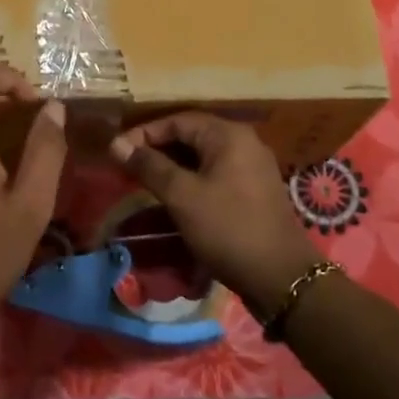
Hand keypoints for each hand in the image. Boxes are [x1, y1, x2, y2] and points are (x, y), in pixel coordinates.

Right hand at [110, 113, 323, 313]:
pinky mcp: (253, 191)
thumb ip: (149, 166)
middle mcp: (243, 142)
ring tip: (144, 183)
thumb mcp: (182, 196)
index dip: (144, 134)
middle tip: (128, 167)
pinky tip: (174, 198)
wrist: (281, 278)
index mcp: (228, 135)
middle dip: (157, 149)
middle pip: (190, 136)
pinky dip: (191, 180)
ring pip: (202, 157)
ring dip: (172, 167)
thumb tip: (116, 144)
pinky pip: (215, 174)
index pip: (177, 120)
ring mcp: (252, 167)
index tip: (117, 152)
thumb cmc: (228, 229)